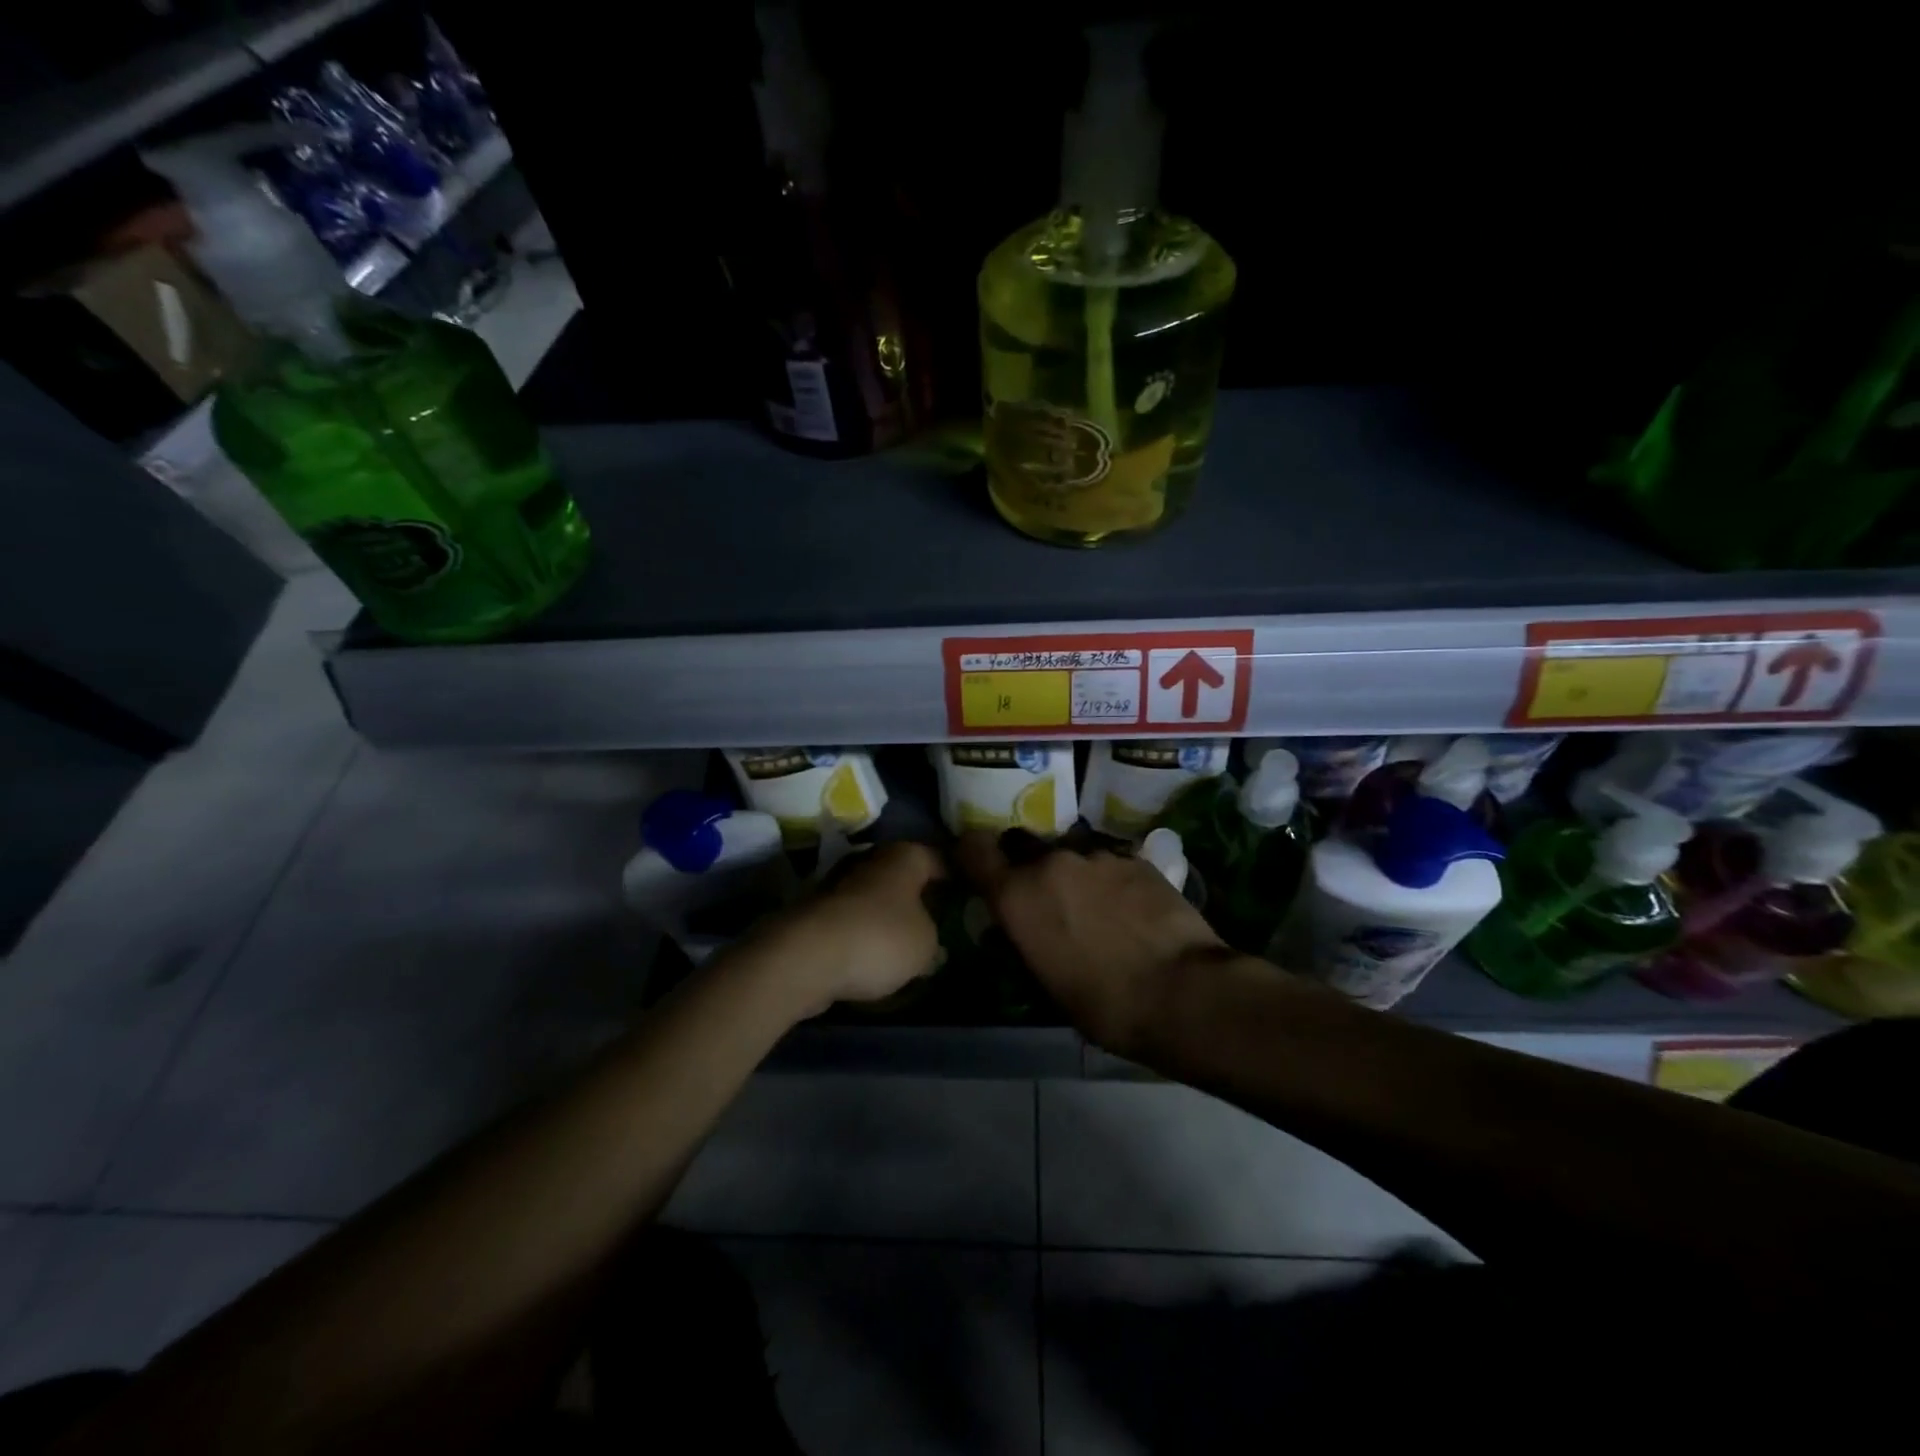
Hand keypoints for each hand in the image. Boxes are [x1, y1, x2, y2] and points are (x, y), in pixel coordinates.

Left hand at [766, 841, 946, 1015]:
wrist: (805, 957)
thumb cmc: (880, 939)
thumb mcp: (927, 944)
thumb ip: (933, 937)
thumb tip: (926, 940)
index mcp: (905, 856)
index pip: (940, 858)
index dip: (956, 876)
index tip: (968, 895)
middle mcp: (872, 858)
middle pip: (904, 875)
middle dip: (918, 895)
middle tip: (938, 920)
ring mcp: (839, 882)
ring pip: (875, 896)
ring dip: (887, 914)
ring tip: (905, 943)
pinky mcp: (816, 910)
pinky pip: (852, 919)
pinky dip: (862, 932)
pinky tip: (872, 955)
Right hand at [956, 830, 1230, 1055]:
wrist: (1182, 991)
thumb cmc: (1103, 1004)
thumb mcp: (1045, 981)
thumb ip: (1021, 940)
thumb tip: (1008, 928)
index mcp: (1017, 894)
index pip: (973, 848)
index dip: (971, 854)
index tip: (977, 868)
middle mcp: (1050, 862)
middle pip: (1023, 846)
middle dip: (1026, 866)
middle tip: (1043, 898)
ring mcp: (1096, 855)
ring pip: (1070, 854)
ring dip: (1073, 874)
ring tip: (1096, 909)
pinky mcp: (1135, 858)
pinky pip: (1108, 862)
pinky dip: (1110, 880)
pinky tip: (1130, 910)